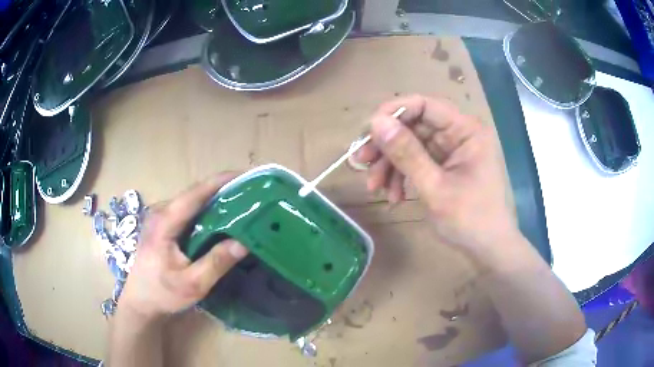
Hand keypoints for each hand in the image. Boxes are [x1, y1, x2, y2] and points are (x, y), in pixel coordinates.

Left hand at [118, 172, 248, 323]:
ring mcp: (161, 217)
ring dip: (216, 200)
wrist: (140, 302)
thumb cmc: (162, 293)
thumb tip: (244, 243)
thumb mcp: (192, 284)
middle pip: (195, 193)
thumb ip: (216, 263)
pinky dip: (207, 211)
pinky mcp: (163, 225)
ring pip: (192, 202)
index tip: (246, 176)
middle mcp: (161, 212)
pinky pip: (188, 211)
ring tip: (242, 204)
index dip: (221, 181)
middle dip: (223, 190)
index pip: (195, 193)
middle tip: (251, 194)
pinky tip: (222, 219)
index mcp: (165, 221)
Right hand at [356, 95, 516, 261]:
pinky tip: (393, 196)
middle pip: (413, 126)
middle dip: (386, 146)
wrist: (487, 249)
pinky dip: (401, 176)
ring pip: (410, 145)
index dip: (393, 113)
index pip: (425, 105)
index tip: (367, 132)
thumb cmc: (469, 220)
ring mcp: (450, 150)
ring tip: (375, 188)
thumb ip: (406, 154)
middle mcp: (458, 134)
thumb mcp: (435, 188)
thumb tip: (376, 122)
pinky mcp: (444, 165)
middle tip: (361, 162)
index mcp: (466, 130)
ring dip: (390, 165)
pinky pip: (416, 161)